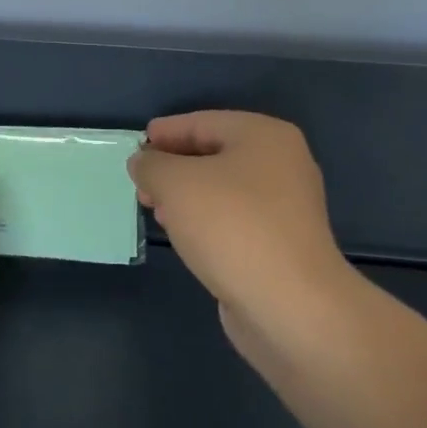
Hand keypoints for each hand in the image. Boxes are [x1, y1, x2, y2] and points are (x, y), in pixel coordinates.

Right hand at [128, 112, 355, 352]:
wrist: (290, 305)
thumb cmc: (231, 226)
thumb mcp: (175, 183)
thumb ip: (152, 165)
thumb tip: (144, 163)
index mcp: (264, 136)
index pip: (204, 122)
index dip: (166, 132)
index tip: (137, 146)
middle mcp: (282, 164)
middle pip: (215, 154)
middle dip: (174, 167)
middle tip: (141, 183)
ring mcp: (286, 207)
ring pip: (224, 189)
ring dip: (187, 196)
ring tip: (155, 209)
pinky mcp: (282, 244)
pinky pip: (234, 220)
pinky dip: (205, 221)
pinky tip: (183, 235)